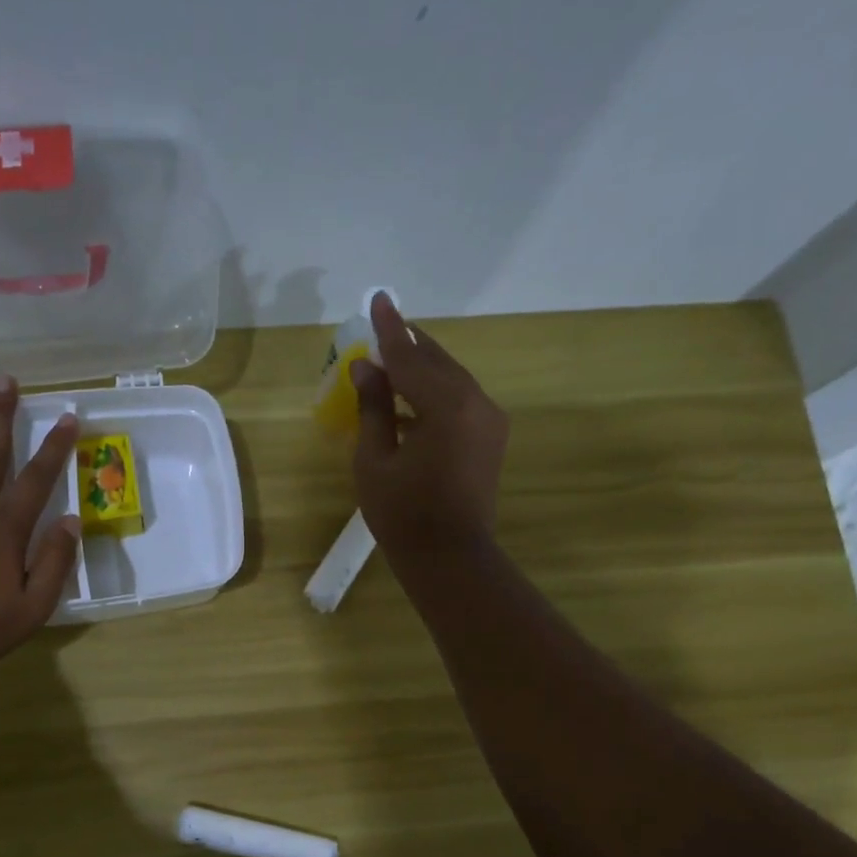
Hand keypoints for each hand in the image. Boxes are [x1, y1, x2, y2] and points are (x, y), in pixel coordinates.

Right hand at [351, 293, 507, 559]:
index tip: (378, 299)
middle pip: (437, 362)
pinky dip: (434, 392)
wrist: (450, 558)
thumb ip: (373, 407)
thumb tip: (366, 367)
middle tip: (384, 326)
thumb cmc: (403, 514)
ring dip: (422, 368)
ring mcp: (489, 420)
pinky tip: (411, 397)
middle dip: (409, 345)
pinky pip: (459, 400)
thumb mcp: (375, 459)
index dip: (389, 331)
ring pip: (451, 379)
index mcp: (447, 406)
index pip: (411, 358)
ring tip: (393, 359)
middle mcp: (477, 403)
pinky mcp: (490, 437)